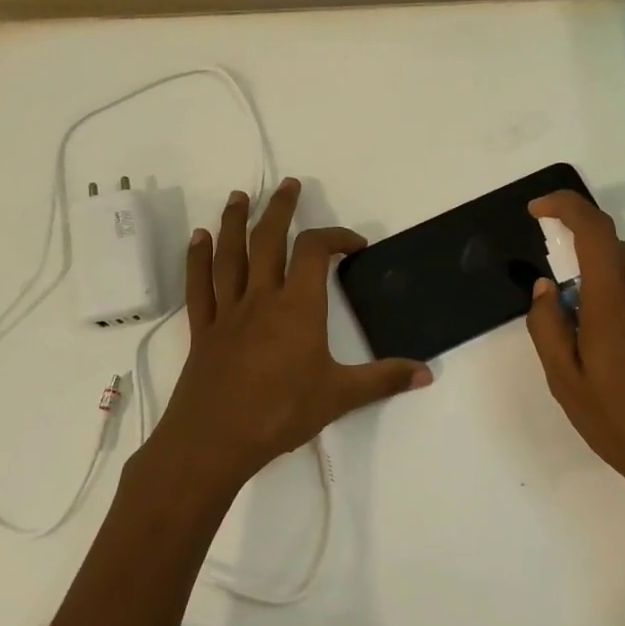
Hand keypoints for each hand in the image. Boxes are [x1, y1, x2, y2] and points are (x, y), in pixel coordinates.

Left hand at [144, 178, 430, 492]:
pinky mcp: (204, 330)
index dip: (336, 237)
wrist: (214, 441)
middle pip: (269, 240)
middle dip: (280, 209)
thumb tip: (426, 374)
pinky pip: (200, 286)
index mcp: (298, 307)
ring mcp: (229, 312)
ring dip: (234, 222)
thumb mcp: (340, 396)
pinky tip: (198, 239)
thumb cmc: (281, 413)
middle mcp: (262, 298)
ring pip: (230, 255)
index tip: (355, 245)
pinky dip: (198, 259)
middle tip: (287, 184)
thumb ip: (383, 380)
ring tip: (238, 197)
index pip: (316, 252)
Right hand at [524, 191, 624, 527]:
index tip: (542, 209)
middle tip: (574, 319)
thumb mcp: (568, 386)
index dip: (566, 206)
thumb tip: (546, 287)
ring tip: (616, 365)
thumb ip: (549, 328)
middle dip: (587, 271)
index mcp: (615, 306)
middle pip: (616, 257)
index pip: (594, 231)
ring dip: (619, 307)